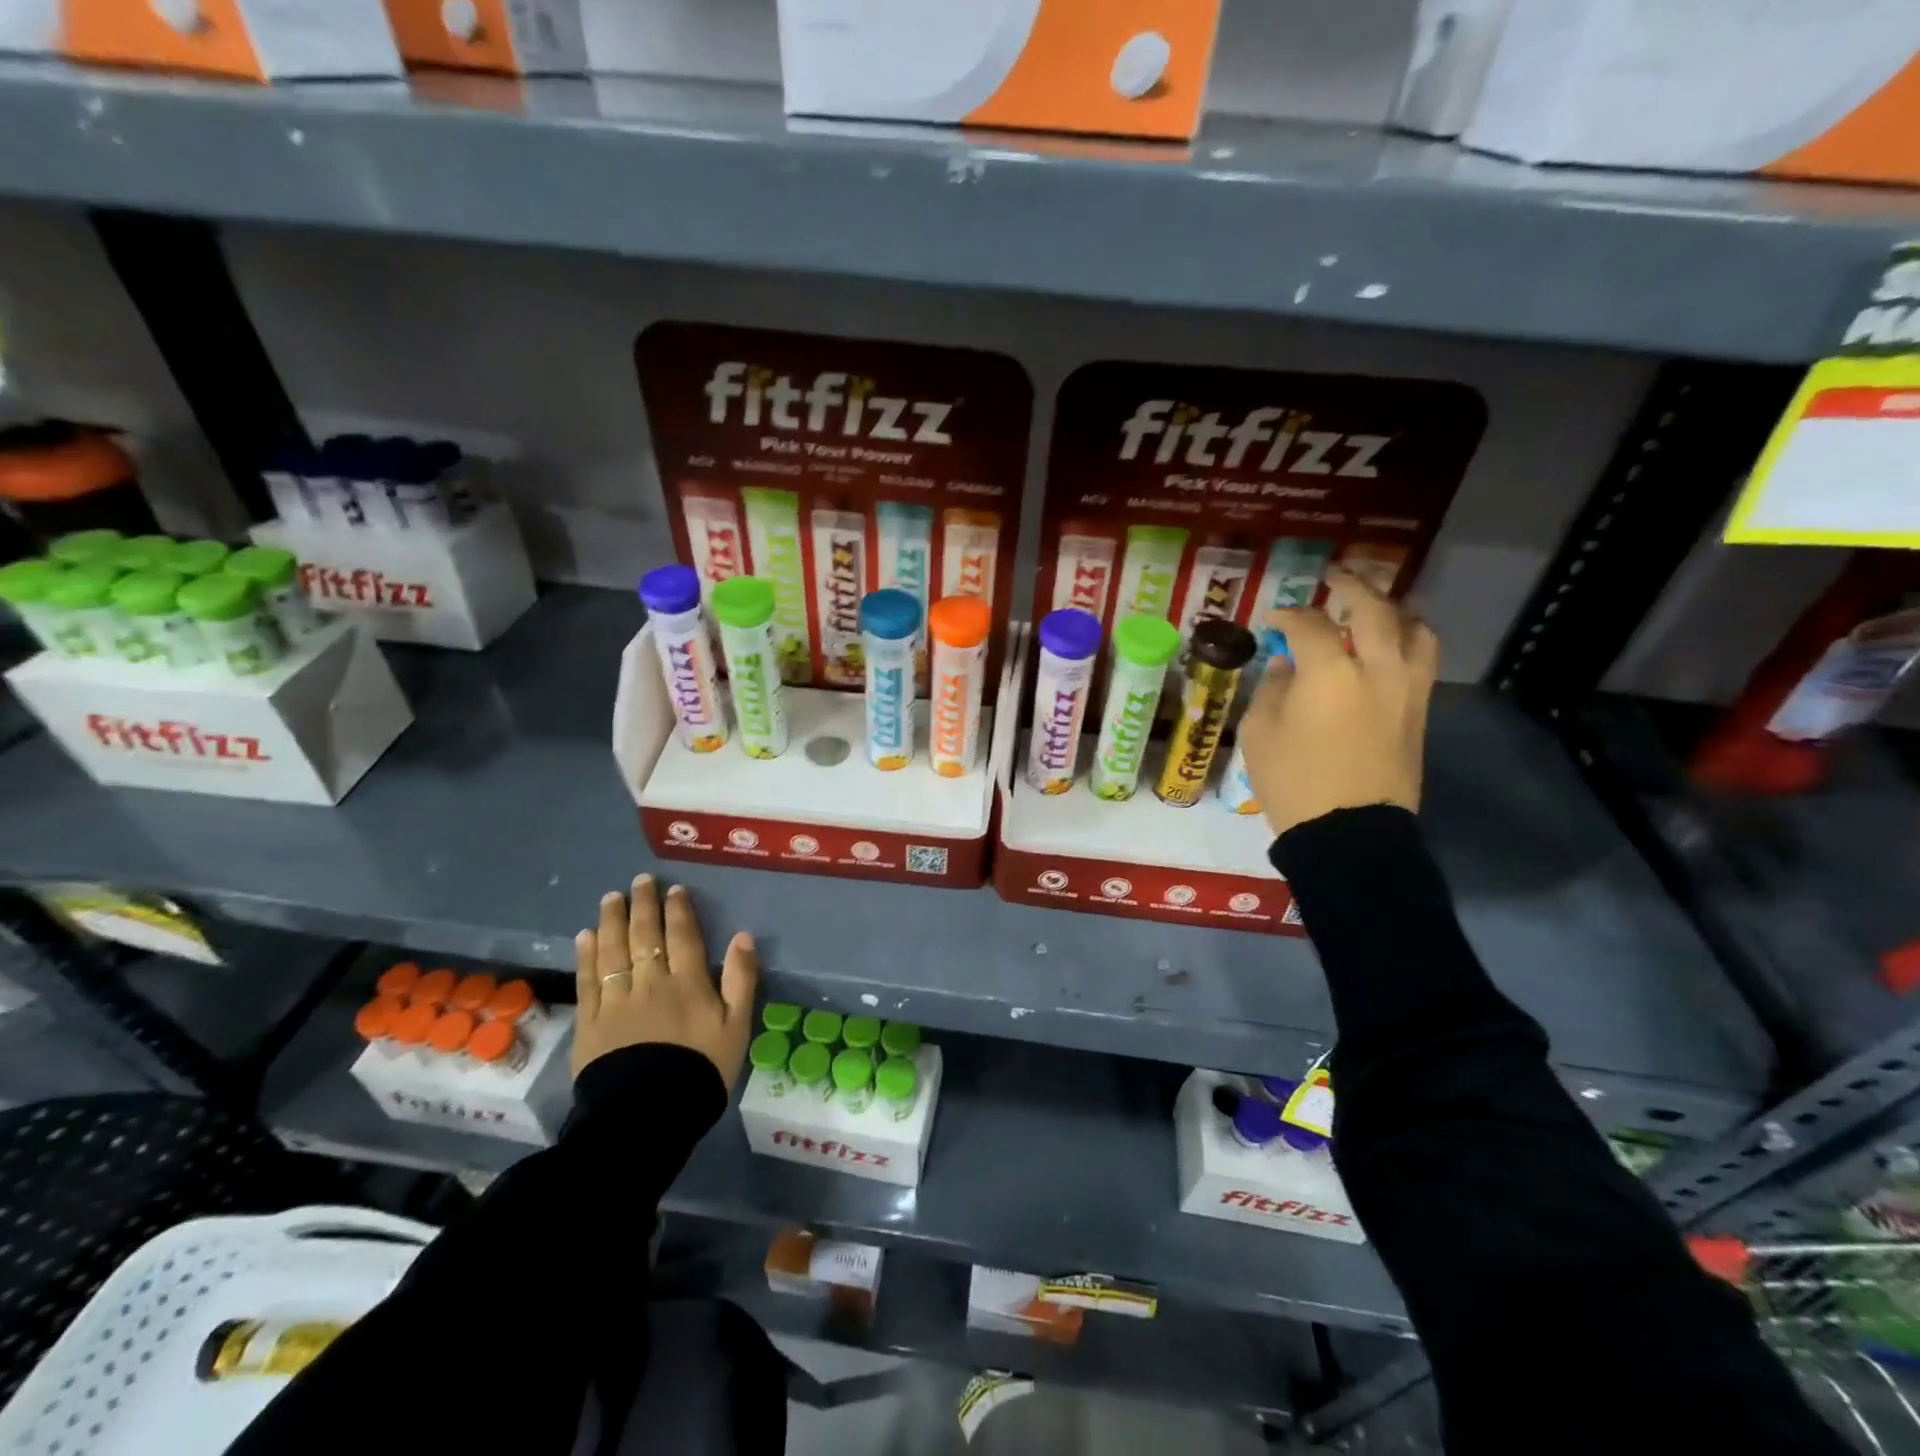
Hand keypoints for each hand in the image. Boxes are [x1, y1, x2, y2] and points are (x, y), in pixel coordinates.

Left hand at [571, 874, 760, 1088]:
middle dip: (642, 905)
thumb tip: (744, 937)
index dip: (678, 910)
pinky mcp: (589, 1023)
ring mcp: (615, 1001)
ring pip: (612, 951)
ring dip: (612, 920)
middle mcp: (649, 982)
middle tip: (640, 881)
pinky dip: (586, 956)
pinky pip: (586, 981)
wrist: (647, 1116)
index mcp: (687, 983)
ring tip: (611, 897)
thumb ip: (741, 980)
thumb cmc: (700, 1071)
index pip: (682, 936)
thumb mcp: (736, 1028)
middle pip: (644, 936)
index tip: (673, 890)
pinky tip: (585, 936)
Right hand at [1238, 566, 1438, 839]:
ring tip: (1375, 609)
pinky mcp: (1420, 713)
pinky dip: (1406, 641)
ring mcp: (1407, 690)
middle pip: (1374, 609)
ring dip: (1394, 610)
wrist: (1349, 833)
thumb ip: (1274, 689)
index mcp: (1330, 672)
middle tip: (1334, 579)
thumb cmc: (1293, 782)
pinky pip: (1422, 660)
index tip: (1273, 619)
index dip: (1288, 615)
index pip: (1310, 624)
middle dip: (1352, 587)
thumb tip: (1289, 667)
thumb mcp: (1260, 733)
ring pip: (1416, 629)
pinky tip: (1388, 649)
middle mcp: (1378, 669)